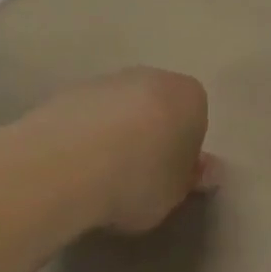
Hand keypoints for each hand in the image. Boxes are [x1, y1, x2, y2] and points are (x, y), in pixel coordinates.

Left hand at [8, 68, 214, 234]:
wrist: (67, 163)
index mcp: (188, 96)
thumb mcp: (175, 194)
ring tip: (100, 176)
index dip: (183, 151)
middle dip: (150, 134)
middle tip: (138, 177)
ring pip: (118, 109)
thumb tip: (204, 171)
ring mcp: (105, 80)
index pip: (195, 120)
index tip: (170, 179)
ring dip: (114, 134)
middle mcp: (149, 76)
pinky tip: (74, 168)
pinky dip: (84, 136)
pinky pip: (86, 116)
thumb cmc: (139, 179)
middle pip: (156, 106)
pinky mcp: (66, 92)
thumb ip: (189, 178)